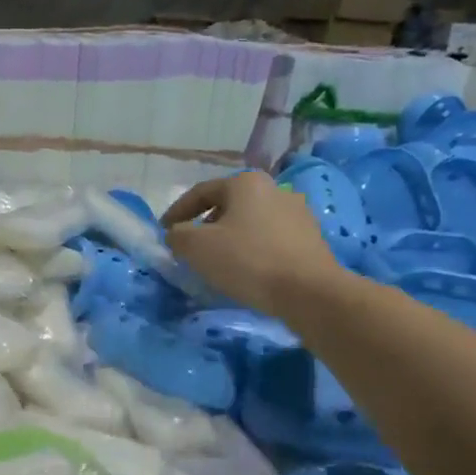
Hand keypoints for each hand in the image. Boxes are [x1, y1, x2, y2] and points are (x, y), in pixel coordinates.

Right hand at [161, 171, 342, 315]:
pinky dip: (253, 249)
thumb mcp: (197, 248)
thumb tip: (176, 234)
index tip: (164, 231)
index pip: (201, 192)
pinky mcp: (311, 238)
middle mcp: (274, 189)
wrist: (309, 291)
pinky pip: (270, 238)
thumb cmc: (248, 261)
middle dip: (206, 224)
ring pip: (251, 222)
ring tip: (219, 261)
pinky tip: (247, 270)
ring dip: (231, 237)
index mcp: (246, 183)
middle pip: (229, 205)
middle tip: (191, 247)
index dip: (177, 211)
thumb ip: (178, 236)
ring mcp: (297, 212)